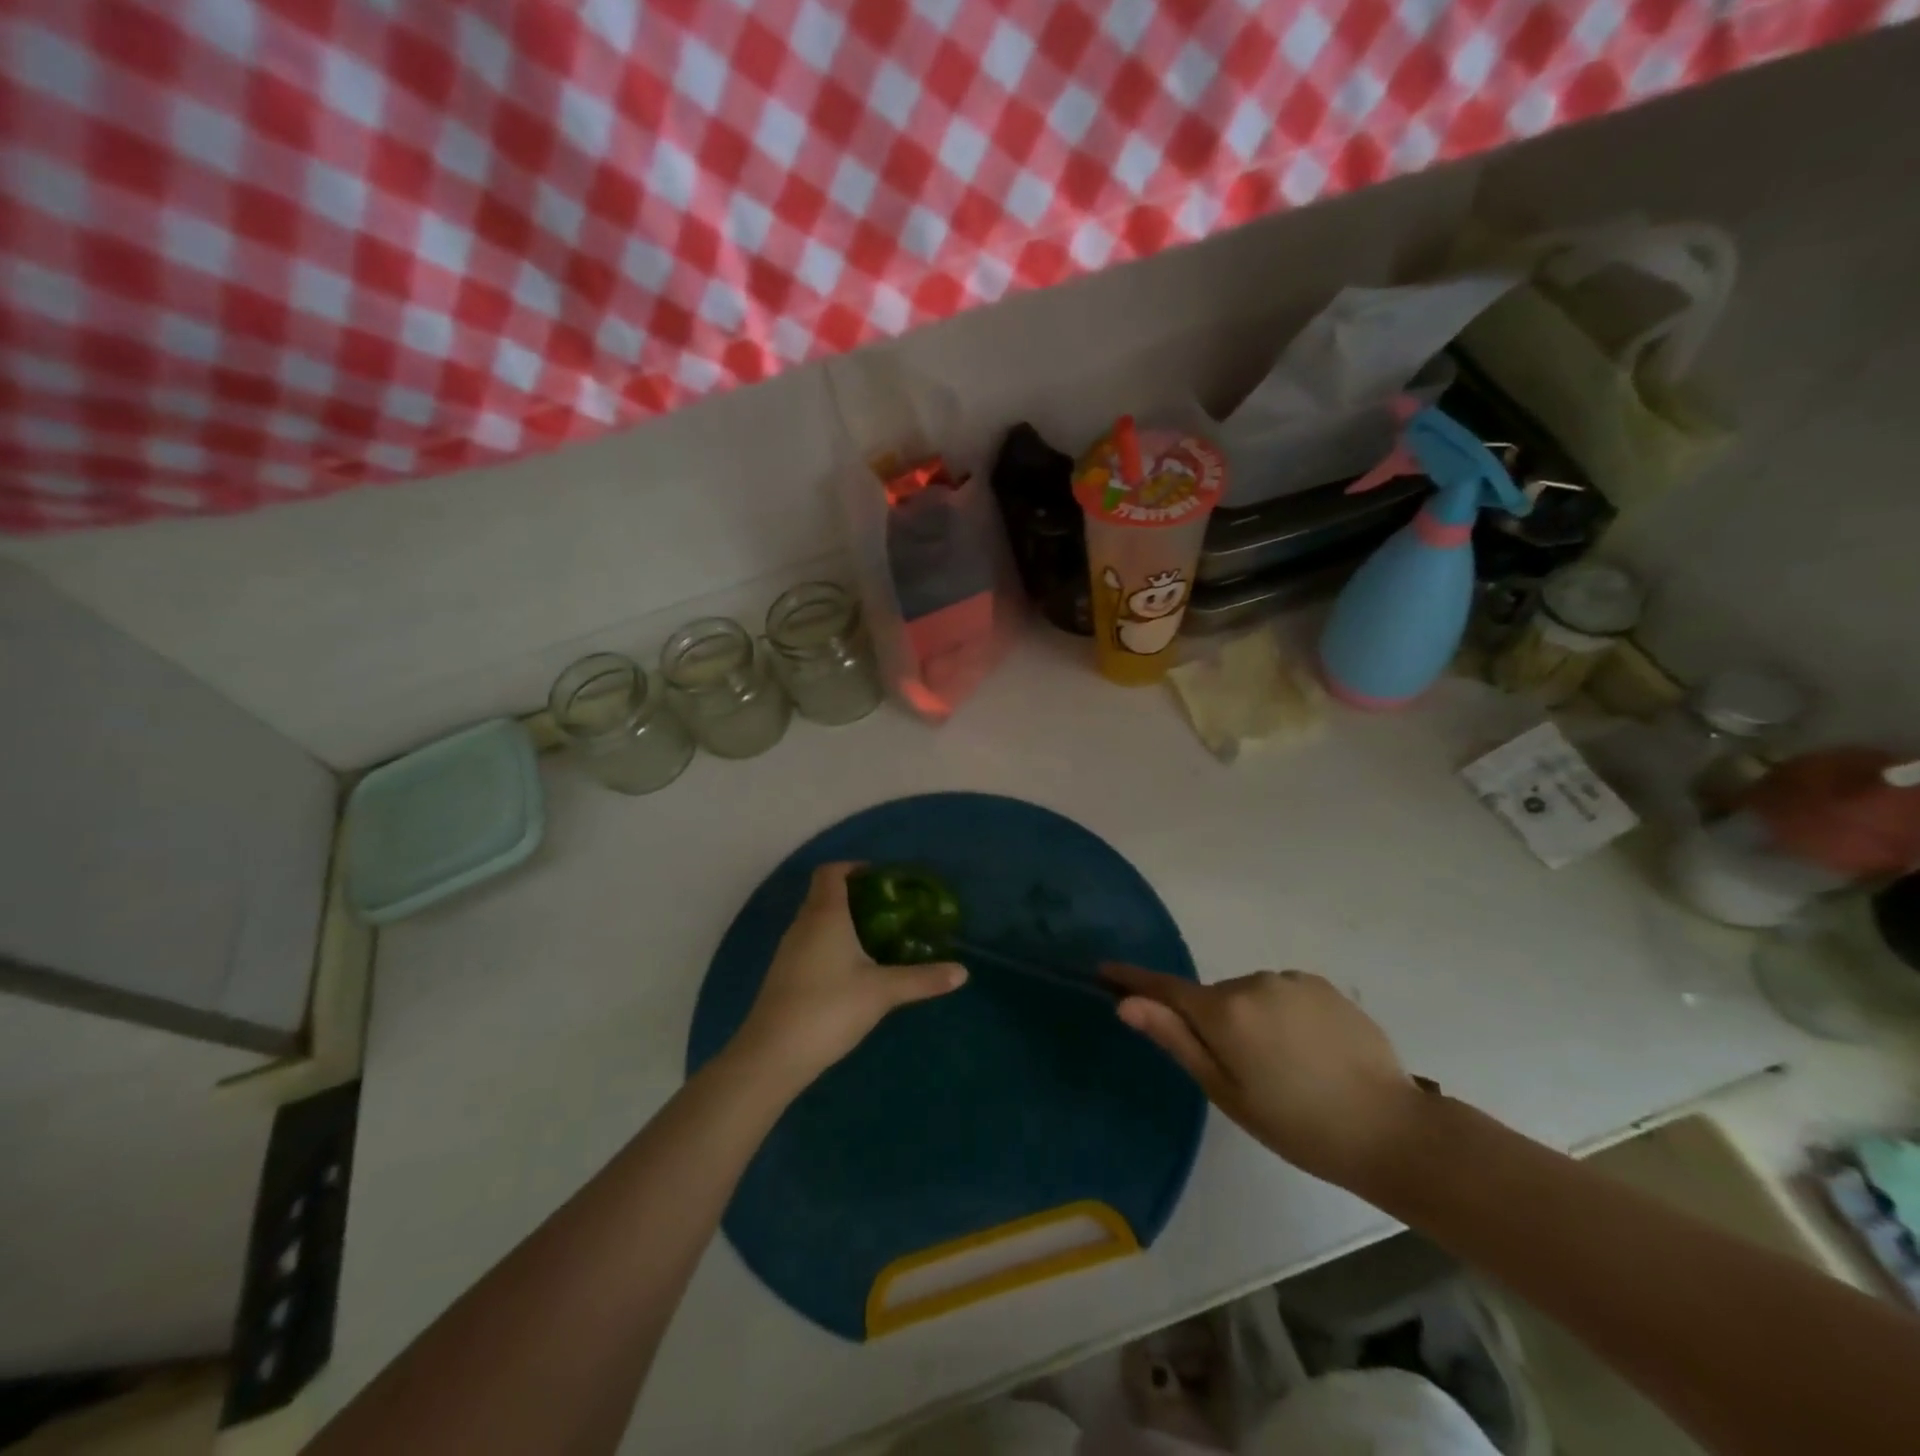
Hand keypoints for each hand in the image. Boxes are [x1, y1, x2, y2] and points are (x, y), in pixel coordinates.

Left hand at [733, 863, 966, 1088]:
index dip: (854, 868)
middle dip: (856, 896)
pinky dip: (830, 944)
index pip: (831, 872)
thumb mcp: (883, 992)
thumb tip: (962, 972)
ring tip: (876, 939)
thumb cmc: (829, 1008)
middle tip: (890, 911)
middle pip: (824, 894)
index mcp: (825, 915)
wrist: (772, 1054)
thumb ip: (922, 979)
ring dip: (843, 922)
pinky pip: (810, 944)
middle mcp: (803, 924)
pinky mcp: (784, 974)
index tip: (882, 880)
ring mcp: (789, 950)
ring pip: (816, 921)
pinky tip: (851, 971)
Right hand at [1105, 964, 1425, 1193]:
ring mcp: (1291, 980)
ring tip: (1284, 1067)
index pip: (1164, 988)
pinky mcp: (1323, 985)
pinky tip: (1310, 1051)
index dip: (1132, 980)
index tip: (1104, 970)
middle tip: (1241, 1073)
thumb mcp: (1226, 1092)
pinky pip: (1283, 993)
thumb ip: (1176, 1040)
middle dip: (1213, 1023)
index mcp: (1224, 1011)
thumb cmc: (1298, 1124)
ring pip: (1249, 996)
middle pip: (1213, 998)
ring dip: (1251, 1019)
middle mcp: (1253, 982)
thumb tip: (1126, 1004)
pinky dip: (1282, 1015)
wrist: (1391, 1130)